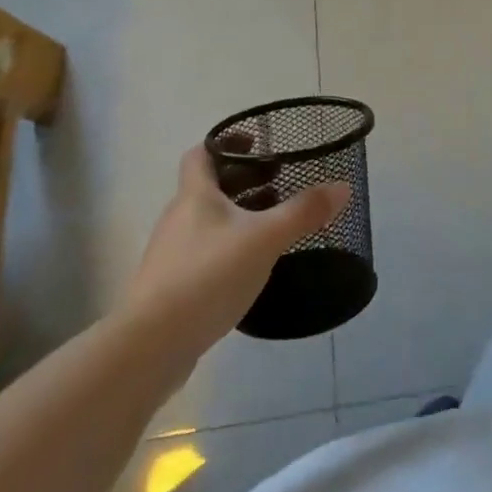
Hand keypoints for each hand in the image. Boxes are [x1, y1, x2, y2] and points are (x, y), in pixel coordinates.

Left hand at [116, 142, 349, 356]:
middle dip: (243, 181)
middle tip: (277, 183)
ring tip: (271, 225)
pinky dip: (227, 250)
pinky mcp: (170, 289)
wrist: (149, 348)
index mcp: (195, 196)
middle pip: (208, 188)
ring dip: (236, 217)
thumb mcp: (264, 239)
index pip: (201, 154)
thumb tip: (343, 186)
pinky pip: (203, 255)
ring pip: (207, 223)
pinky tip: (249, 267)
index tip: (256, 144)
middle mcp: (178, 218)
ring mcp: (171, 256)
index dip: (225, 143)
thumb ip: (303, 212)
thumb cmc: (206, 276)